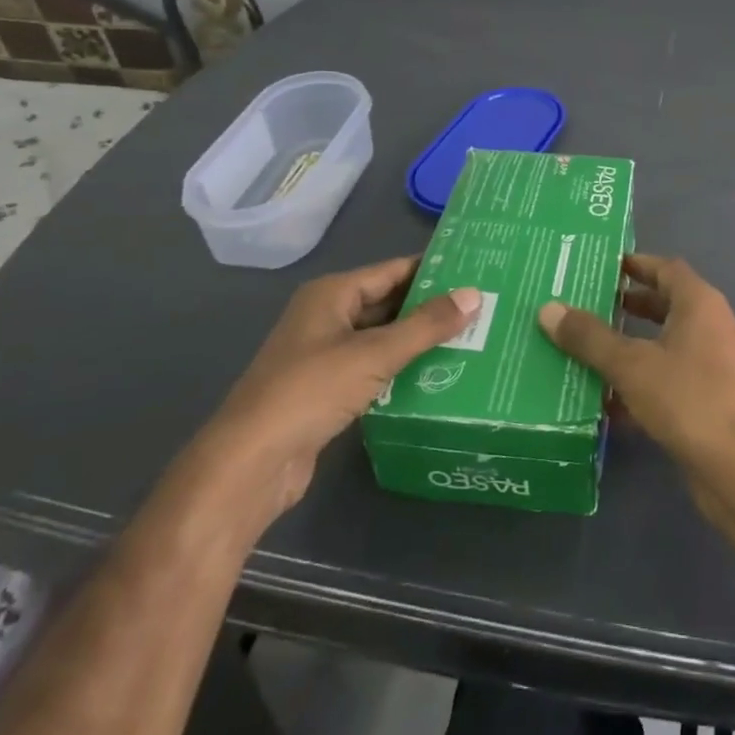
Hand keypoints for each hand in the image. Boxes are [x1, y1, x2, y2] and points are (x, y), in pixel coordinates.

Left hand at [203, 257, 478, 518]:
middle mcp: (327, 317)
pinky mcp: (328, 390)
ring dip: (419, 341)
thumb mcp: (374, 354)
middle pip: (388, 303)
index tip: (476, 270)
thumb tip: (474, 294)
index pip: (393, 271)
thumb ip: (426, 325)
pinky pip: (375, 369)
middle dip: (431, 307)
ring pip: (383, 338)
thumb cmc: (311, 391)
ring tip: (472, 339)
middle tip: (483, 308)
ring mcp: (325, 355)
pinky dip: (403, 369)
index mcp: (332, 294)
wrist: (252, 463)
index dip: (432, 270)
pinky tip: (438, 375)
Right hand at [537, 253, 734, 558]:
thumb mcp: (631, 366)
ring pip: (671, 345)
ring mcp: (721, 366)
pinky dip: (647, 382)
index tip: (605, 267)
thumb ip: (590, 338)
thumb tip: (548, 309)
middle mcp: (716, 327)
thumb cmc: (688, 399)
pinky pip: (676, 379)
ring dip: (636, 346)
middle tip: (592, 307)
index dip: (637, 265)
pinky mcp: (718, 401)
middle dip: (632, 306)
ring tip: (594, 351)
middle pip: (669, 306)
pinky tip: (611, 403)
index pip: (667, 269)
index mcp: (702, 305)